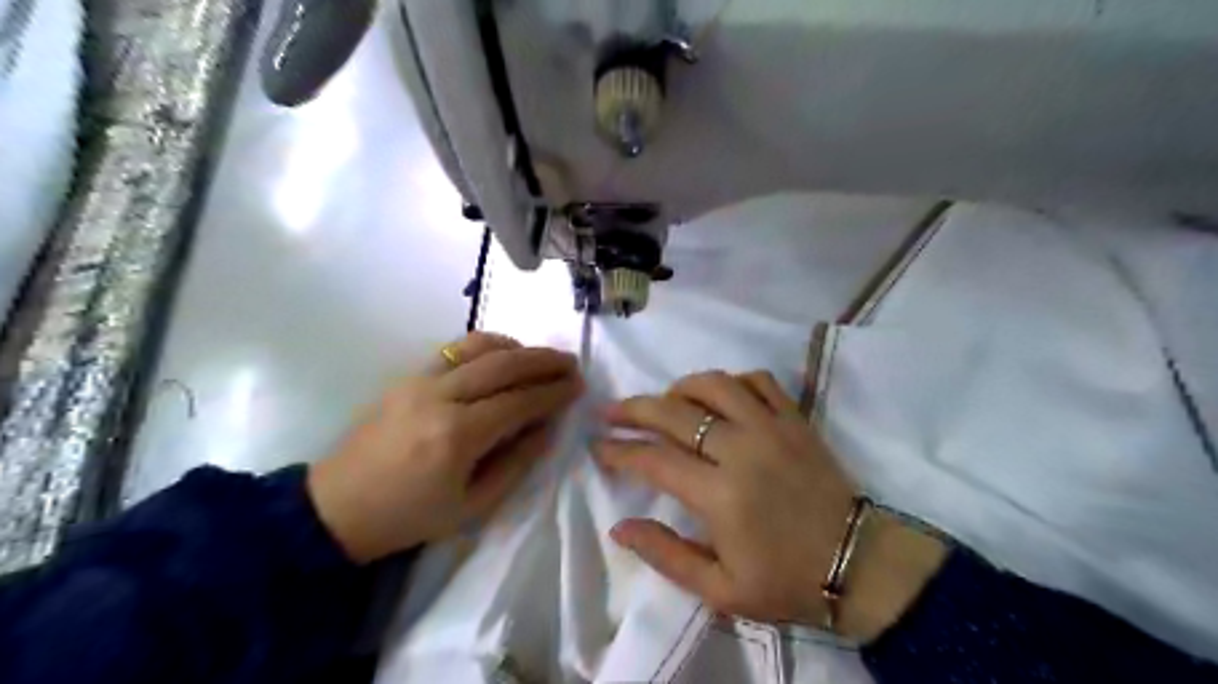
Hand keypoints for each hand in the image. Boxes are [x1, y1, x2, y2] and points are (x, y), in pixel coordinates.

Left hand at [309, 334, 582, 563]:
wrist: (337, 507)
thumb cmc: (410, 516)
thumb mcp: (474, 506)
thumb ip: (518, 462)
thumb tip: (549, 426)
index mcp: (457, 436)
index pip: (519, 401)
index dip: (553, 391)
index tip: (578, 386)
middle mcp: (440, 397)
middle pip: (504, 364)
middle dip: (544, 361)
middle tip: (571, 363)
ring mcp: (419, 380)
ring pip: (479, 347)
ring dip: (518, 347)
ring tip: (542, 358)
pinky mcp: (407, 375)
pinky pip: (456, 349)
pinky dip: (487, 346)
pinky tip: (504, 354)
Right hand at [595, 372, 945, 637]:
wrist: (857, 563)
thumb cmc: (785, 580)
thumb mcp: (720, 590)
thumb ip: (666, 554)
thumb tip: (619, 526)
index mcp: (719, 494)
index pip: (654, 459)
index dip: (620, 450)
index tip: (599, 446)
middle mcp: (741, 449)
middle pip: (674, 412)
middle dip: (634, 408)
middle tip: (611, 411)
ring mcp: (772, 427)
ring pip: (715, 384)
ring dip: (680, 387)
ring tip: (664, 400)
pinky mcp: (795, 419)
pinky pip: (759, 381)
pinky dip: (733, 380)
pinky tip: (721, 395)